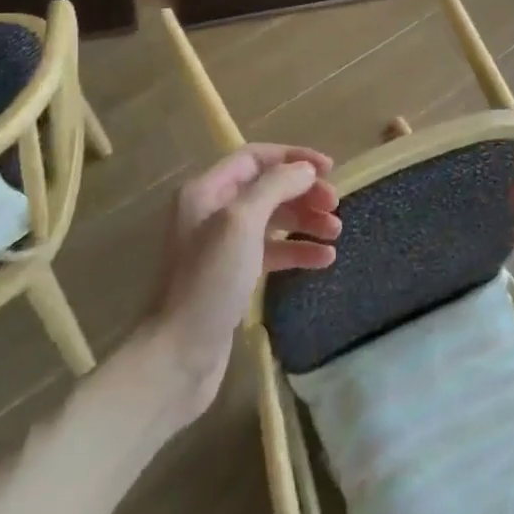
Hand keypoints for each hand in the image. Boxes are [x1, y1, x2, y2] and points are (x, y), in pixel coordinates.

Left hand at [149, 144, 340, 418]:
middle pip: (268, 187)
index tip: (329, 169)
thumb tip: (305, 170)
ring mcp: (223, 245)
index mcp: (207, 191)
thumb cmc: (209, 280)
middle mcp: (213, 211)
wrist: (178, 356)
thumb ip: (275, 186)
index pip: (256, 157)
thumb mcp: (242, 222)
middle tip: (335, 205)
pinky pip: (272, 251)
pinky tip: (324, 259)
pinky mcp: (234, 275)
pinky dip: (298, 251)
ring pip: (274, 220)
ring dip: (306, 221)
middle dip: (304, 193)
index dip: (293, 157)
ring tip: (336, 233)